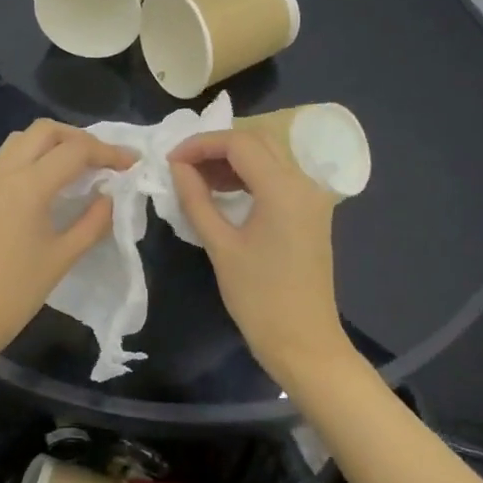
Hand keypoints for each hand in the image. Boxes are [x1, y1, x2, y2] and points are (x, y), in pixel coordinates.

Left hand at [0, 120, 136, 363]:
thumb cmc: (14, 295)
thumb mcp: (62, 259)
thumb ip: (93, 223)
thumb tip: (111, 197)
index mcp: (28, 186)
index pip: (75, 151)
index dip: (109, 152)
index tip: (132, 163)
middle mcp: (3, 174)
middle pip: (44, 131)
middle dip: (79, 137)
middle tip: (103, 160)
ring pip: (20, 141)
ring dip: (52, 144)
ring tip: (76, 169)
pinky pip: (5, 162)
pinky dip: (31, 160)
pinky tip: (46, 189)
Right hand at [168, 130, 351, 382]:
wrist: (303, 340)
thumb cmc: (258, 297)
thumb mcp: (220, 246)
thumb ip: (196, 200)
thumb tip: (177, 168)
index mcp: (283, 188)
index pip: (238, 143)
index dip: (200, 144)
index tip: (170, 161)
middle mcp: (304, 182)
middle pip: (257, 142)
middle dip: (216, 147)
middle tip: (182, 167)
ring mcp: (312, 197)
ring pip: (270, 157)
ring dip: (233, 161)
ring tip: (197, 180)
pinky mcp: (311, 212)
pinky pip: (279, 178)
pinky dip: (250, 177)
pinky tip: (224, 193)